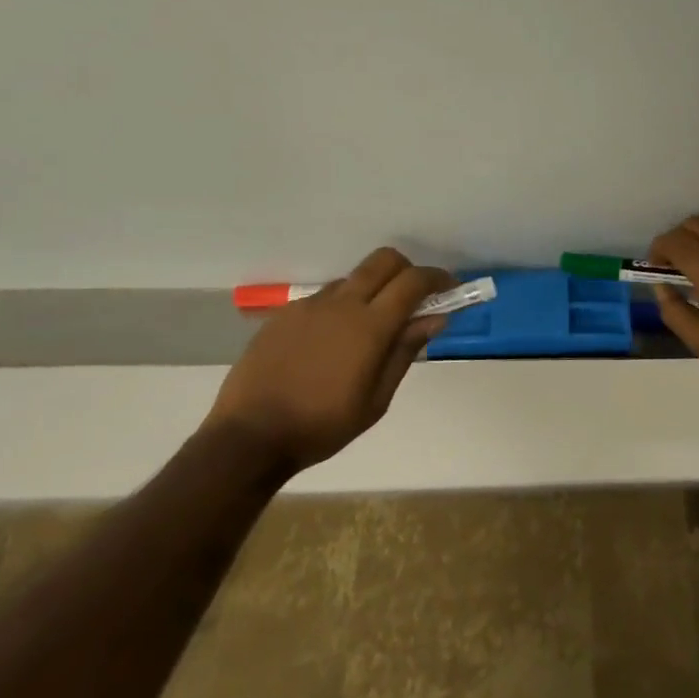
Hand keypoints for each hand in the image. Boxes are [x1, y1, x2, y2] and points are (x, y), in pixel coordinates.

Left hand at [206, 248, 454, 468]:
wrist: (248, 437)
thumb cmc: (322, 426)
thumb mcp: (376, 400)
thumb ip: (405, 352)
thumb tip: (434, 319)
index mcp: (369, 326)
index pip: (413, 281)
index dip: (437, 279)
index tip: (450, 289)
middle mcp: (342, 303)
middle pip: (384, 260)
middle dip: (407, 270)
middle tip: (414, 298)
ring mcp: (310, 305)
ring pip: (353, 278)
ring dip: (372, 290)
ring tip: (369, 329)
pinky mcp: (285, 314)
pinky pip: (324, 298)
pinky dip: (341, 307)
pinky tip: (332, 343)